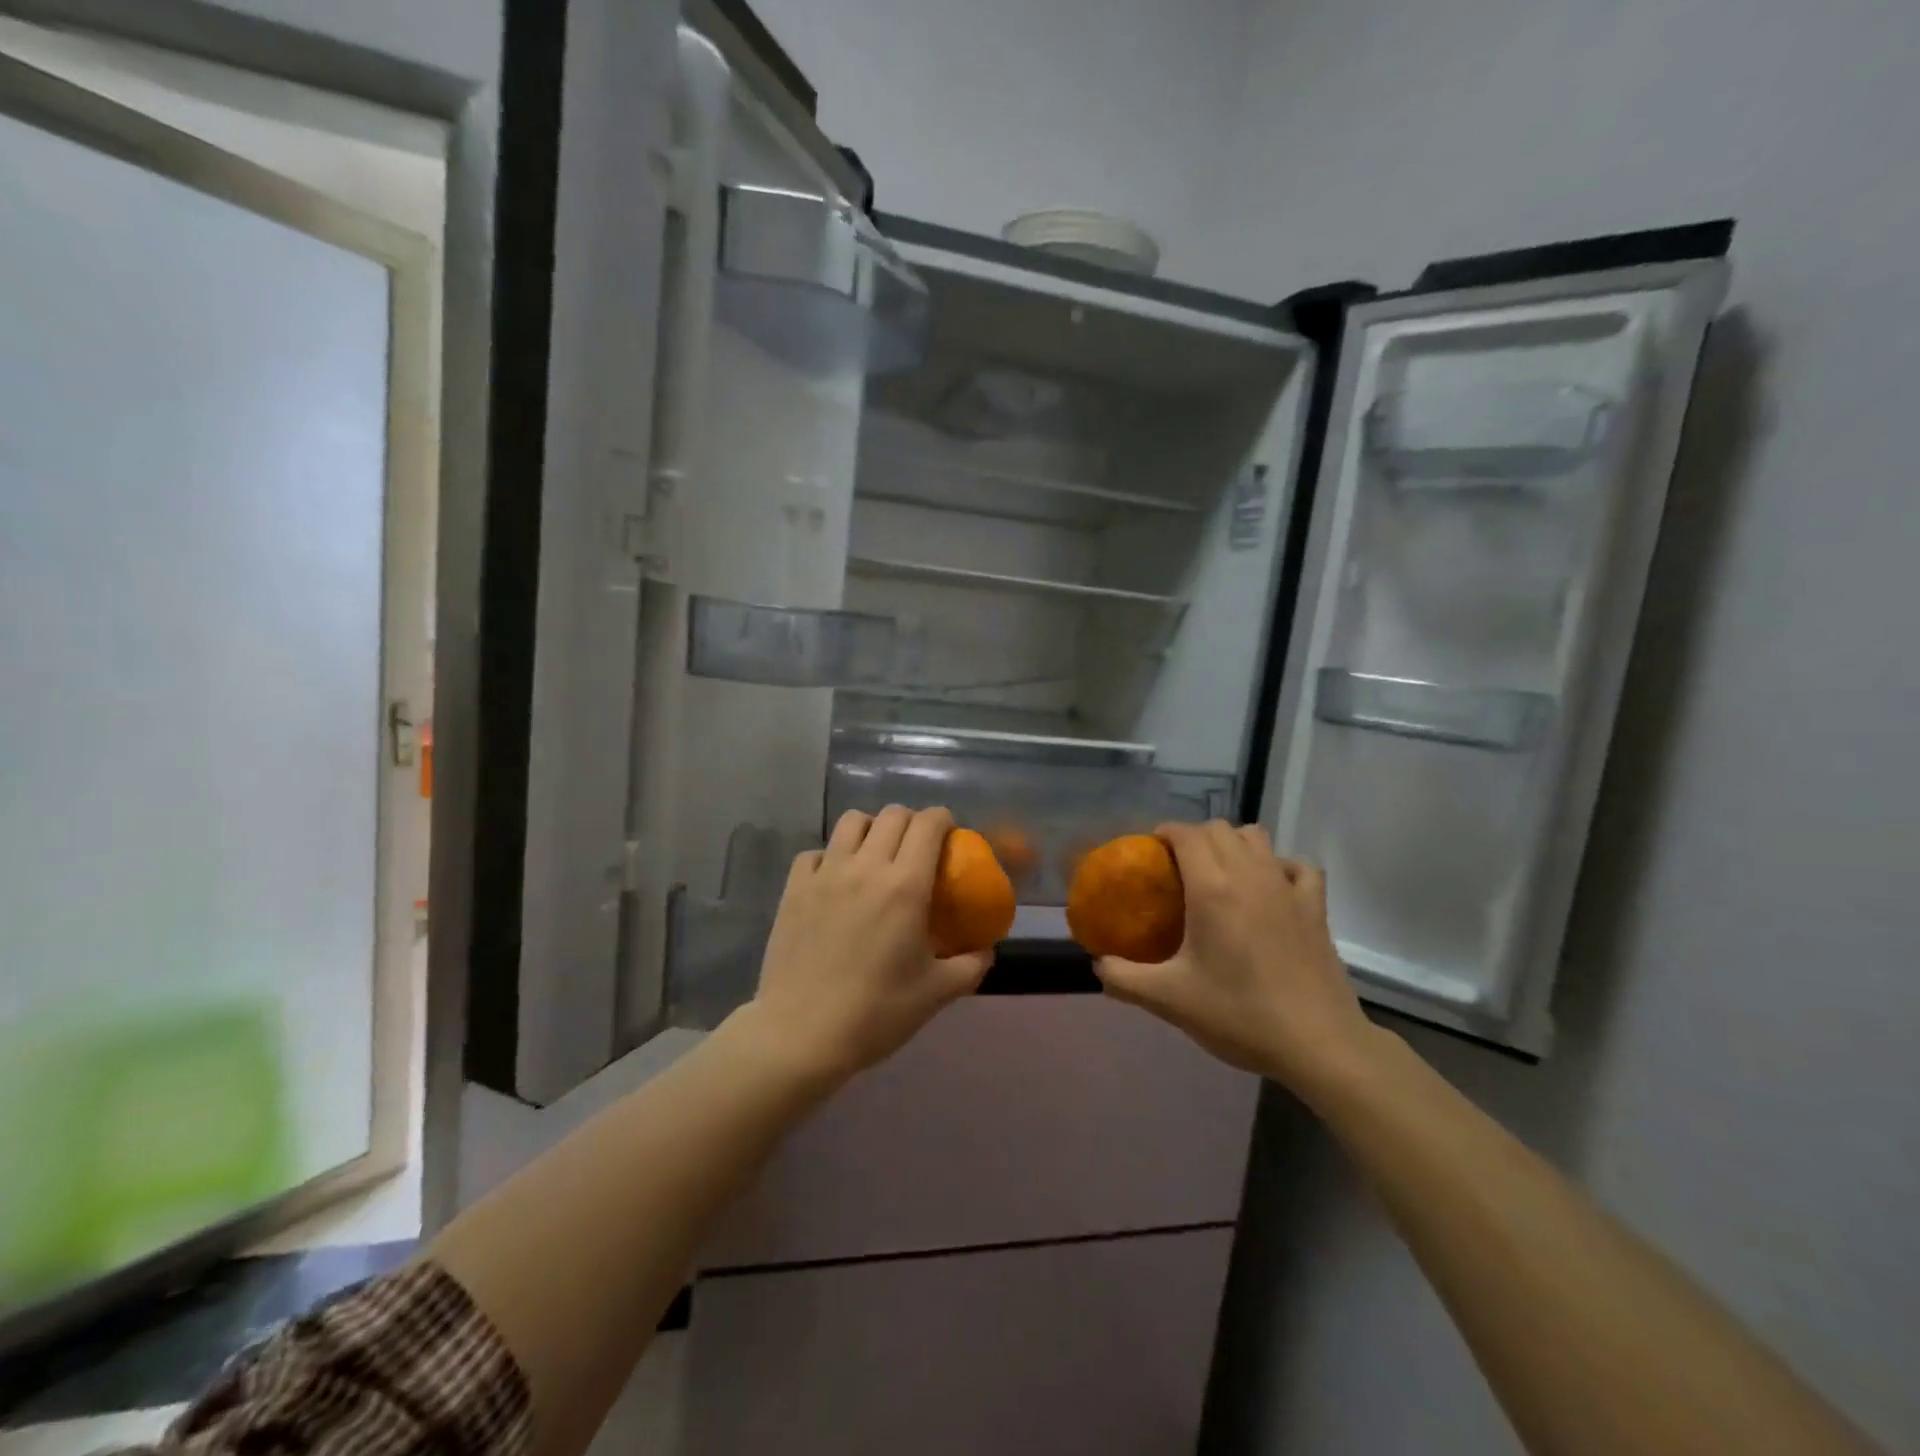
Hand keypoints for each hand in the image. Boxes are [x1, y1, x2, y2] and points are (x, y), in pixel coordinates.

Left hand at [745, 805, 992, 1084]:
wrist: (802, 1034)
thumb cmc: (877, 1012)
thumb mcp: (937, 993)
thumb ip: (971, 965)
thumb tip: (986, 949)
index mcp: (905, 885)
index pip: (929, 824)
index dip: (944, 821)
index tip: (950, 838)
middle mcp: (866, 866)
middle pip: (893, 814)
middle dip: (912, 822)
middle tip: (918, 850)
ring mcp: (825, 874)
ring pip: (852, 821)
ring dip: (871, 829)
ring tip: (876, 856)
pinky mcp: (794, 888)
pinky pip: (816, 852)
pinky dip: (831, 856)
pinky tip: (836, 881)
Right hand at [1093, 821, 1382, 1092]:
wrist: (1317, 1044)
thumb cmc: (1239, 1014)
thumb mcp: (1168, 1000)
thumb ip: (1123, 979)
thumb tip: (1096, 964)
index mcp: (1212, 888)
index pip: (1186, 833)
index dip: (1164, 833)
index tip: (1150, 854)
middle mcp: (1250, 875)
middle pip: (1219, 829)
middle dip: (1193, 837)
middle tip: (1177, 869)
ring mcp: (1287, 887)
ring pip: (1256, 837)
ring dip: (1233, 844)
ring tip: (1219, 873)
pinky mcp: (1316, 907)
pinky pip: (1298, 866)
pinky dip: (1279, 865)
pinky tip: (1270, 887)